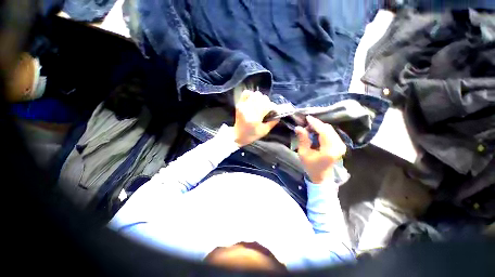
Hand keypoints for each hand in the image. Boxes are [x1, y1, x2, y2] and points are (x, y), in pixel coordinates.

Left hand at [234, 90, 278, 146]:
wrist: (237, 135)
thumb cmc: (251, 135)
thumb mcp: (264, 131)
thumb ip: (273, 122)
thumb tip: (278, 114)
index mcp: (255, 118)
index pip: (268, 106)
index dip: (273, 107)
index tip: (274, 111)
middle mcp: (249, 110)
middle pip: (263, 98)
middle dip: (268, 103)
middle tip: (267, 109)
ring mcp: (243, 106)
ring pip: (256, 94)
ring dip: (260, 99)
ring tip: (260, 105)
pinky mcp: (239, 104)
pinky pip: (246, 93)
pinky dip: (252, 95)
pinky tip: (253, 101)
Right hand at [295, 116, 345, 183]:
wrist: (321, 176)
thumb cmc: (311, 166)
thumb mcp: (303, 153)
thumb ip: (302, 139)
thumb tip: (299, 127)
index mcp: (329, 150)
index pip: (323, 131)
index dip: (315, 123)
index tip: (307, 118)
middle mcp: (338, 146)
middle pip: (328, 129)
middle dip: (316, 124)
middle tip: (305, 125)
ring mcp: (341, 145)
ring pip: (330, 130)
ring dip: (319, 127)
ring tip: (309, 128)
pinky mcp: (340, 145)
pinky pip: (331, 133)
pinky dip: (323, 131)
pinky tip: (315, 132)